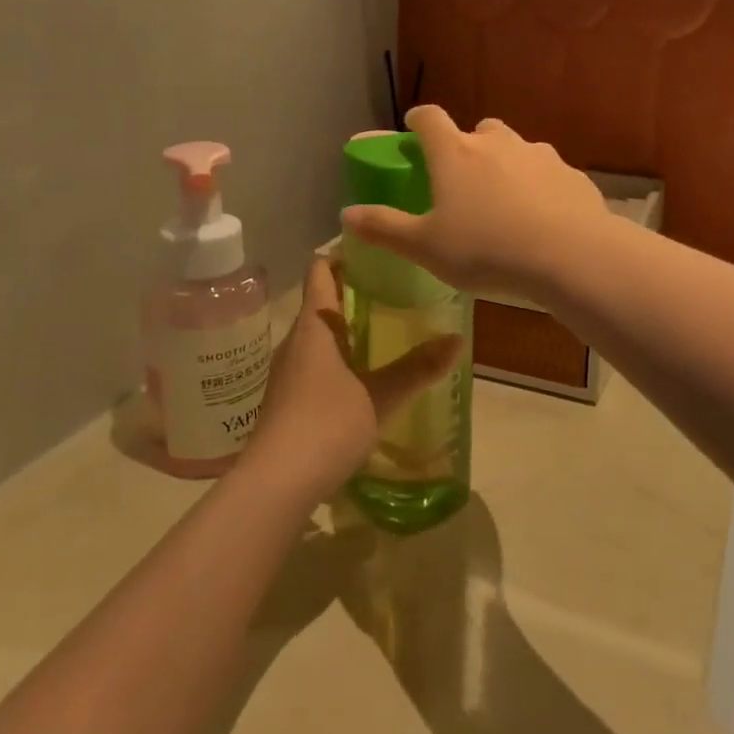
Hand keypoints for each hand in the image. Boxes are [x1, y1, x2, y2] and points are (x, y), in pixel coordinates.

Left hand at [243, 257, 461, 499]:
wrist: (275, 484)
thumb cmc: (326, 425)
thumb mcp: (381, 396)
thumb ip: (418, 368)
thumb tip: (458, 340)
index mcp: (314, 326)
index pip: (321, 270)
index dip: (343, 254)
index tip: (375, 250)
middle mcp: (296, 341)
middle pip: (322, 301)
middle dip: (354, 293)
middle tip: (395, 290)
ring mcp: (288, 372)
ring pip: (319, 336)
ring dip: (347, 329)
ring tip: (386, 330)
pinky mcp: (287, 400)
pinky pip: (315, 363)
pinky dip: (339, 358)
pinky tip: (365, 377)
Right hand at [341, 106, 609, 300]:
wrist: (571, 256)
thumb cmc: (486, 250)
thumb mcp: (425, 247)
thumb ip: (384, 228)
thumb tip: (345, 215)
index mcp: (456, 153)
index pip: (429, 117)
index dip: (418, 120)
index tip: (414, 129)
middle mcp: (497, 143)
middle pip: (479, 129)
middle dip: (468, 145)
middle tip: (463, 179)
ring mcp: (539, 155)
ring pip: (516, 150)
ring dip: (506, 166)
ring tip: (505, 205)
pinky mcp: (573, 174)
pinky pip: (548, 174)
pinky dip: (539, 187)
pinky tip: (542, 219)